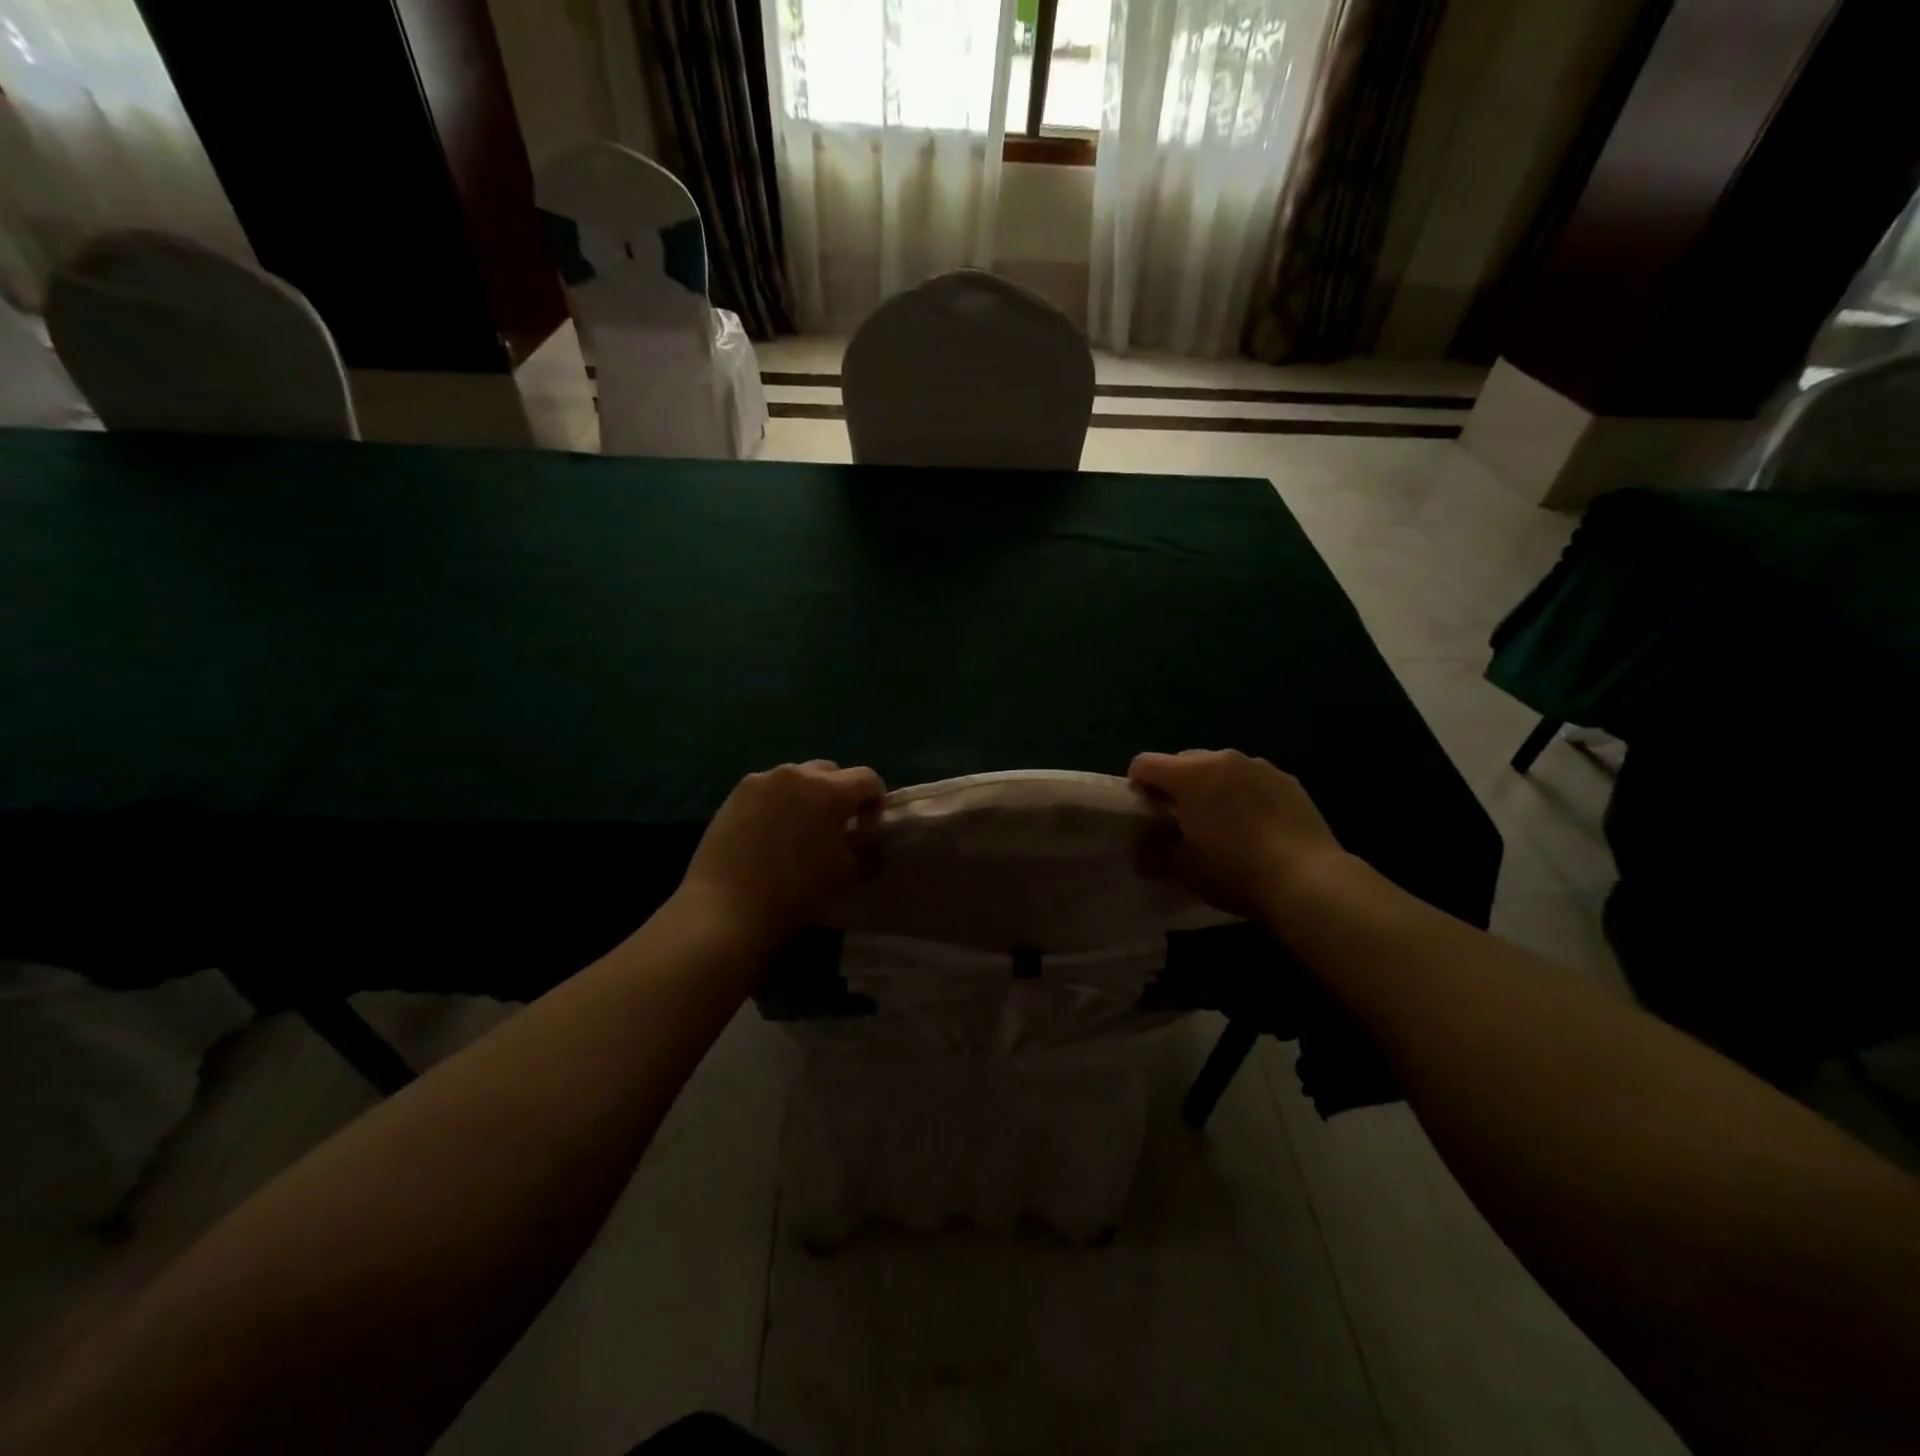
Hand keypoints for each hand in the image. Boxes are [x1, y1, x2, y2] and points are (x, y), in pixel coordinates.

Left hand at [676, 760, 885, 945]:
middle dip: (839, 793)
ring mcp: (762, 780)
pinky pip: (768, 790)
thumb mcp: (846, 876)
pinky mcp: (735, 793)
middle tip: (835, 826)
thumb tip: (870, 842)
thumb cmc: (796, 893)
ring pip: (797, 778)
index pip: (868, 779)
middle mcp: (797, 774)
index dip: (874, 801)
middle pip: (831, 772)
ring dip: (807, 795)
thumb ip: (867, 852)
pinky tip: (770, 834)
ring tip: (799, 829)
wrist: (726, 909)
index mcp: (831, 791)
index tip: (867, 827)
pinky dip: (778, 803)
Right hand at [1129, 749, 1347, 918]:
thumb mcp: (1184, 868)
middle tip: (1181, 820)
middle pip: (1183, 761)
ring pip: (1220, 768)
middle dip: (1175, 785)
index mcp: (1191, 774)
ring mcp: (1259, 766)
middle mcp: (1223, 759)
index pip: (1145, 763)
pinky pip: (1252, 779)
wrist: (1307, 880)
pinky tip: (1254, 825)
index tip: (1145, 814)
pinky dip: (1243, 793)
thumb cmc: (1234, 870)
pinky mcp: (1288, 780)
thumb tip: (1142, 850)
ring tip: (1221, 822)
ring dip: (1210, 787)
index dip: (1137, 786)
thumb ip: (1154, 852)